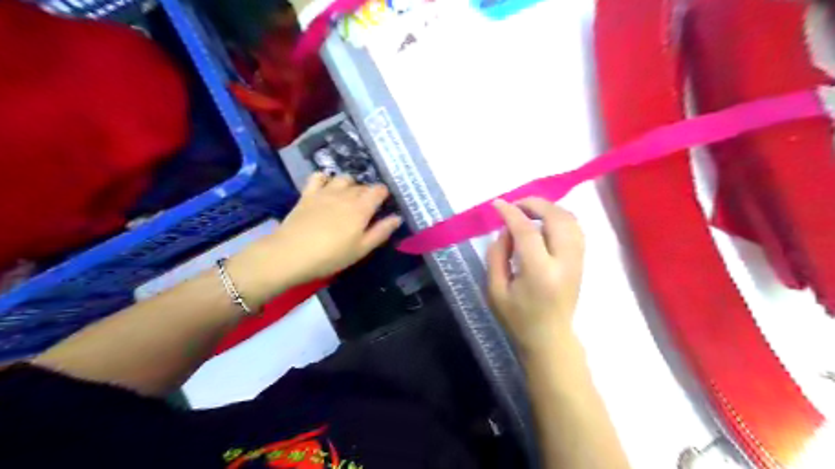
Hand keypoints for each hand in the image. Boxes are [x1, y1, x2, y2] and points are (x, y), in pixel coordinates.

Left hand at [227, 174, 398, 306]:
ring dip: (349, 184)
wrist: (290, 254)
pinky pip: (318, 176)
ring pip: (343, 178)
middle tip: (366, 209)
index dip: (384, 195)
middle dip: (368, 193)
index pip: (379, 190)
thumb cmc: (330, 256)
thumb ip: (381, 232)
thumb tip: (397, 217)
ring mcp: (325, 191)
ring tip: (348, 197)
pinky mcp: (308, 193)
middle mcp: (345, 194)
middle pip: (362, 185)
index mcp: (361, 208)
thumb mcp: (361, 249)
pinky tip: (326, 187)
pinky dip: (325, 178)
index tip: (383, 205)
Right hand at [487, 195, 581, 353]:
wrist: (549, 338)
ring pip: (571, 221)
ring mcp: (577, 261)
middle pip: (557, 219)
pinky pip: (576, 229)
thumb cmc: (517, 318)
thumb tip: (506, 230)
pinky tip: (545, 221)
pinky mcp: (581, 262)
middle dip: (535, 204)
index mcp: (539, 273)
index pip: (527, 232)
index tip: (498, 204)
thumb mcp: (494, 290)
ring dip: (549, 209)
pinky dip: (560, 218)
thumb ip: (497, 256)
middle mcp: (564, 263)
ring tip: (529, 211)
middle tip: (515, 204)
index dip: (512, 214)